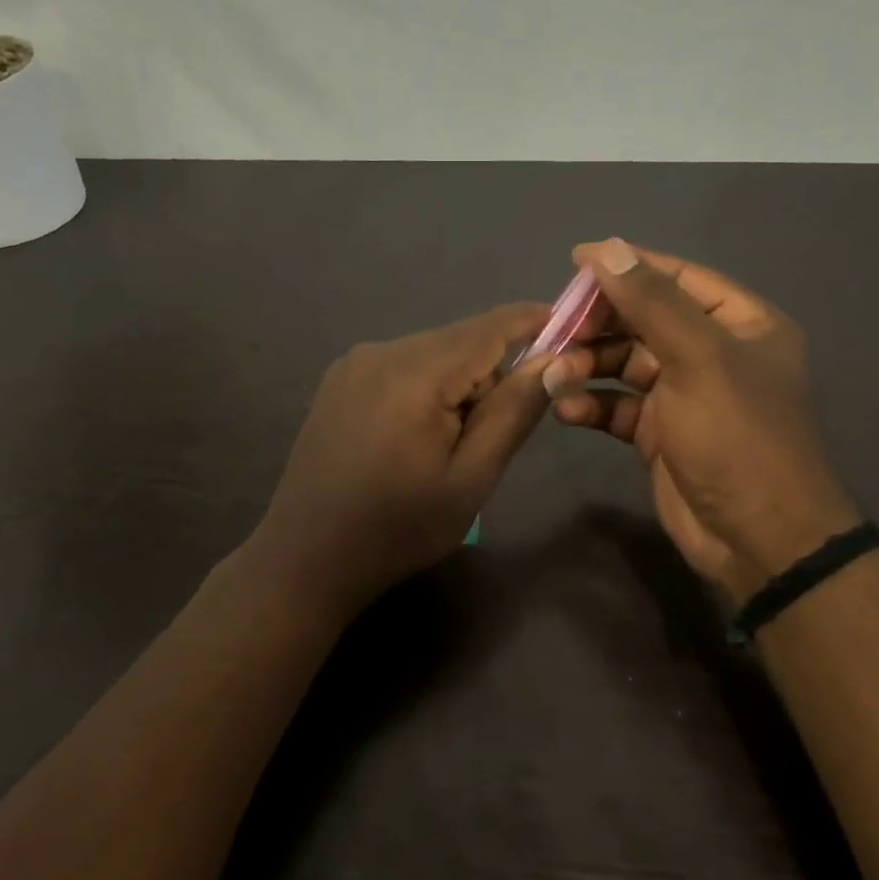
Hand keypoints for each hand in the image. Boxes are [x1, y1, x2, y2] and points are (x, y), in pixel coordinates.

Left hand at [247, 303, 554, 618]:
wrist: (306, 557)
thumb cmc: (398, 528)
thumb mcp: (471, 478)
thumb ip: (513, 411)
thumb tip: (553, 358)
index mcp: (416, 373)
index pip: (490, 327)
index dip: (534, 321)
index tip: (572, 330)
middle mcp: (382, 351)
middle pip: (461, 341)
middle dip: (491, 373)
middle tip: (489, 436)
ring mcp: (354, 362)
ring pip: (432, 353)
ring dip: (457, 384)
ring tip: (445, 446)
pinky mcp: (339, 379)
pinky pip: (403, 366)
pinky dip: (426, 387)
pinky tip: (412, 437)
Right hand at [543, 240, 858, 601]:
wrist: (758, 541)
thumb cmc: (738, 437)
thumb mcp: (698, 359)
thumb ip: (652, 302)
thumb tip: (607, 248)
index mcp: (740, 324)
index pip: (677, 278)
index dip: (628, 266)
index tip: (575, 260)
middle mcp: (712, 353)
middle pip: (644, 321)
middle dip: (599, 325)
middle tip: (557, 329)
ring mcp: (684, 395)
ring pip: (624, 363)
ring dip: (587, 365)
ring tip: (555, 375)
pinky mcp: (659, 433)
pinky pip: (617, 405)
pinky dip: (591, 404)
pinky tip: (566, 410)